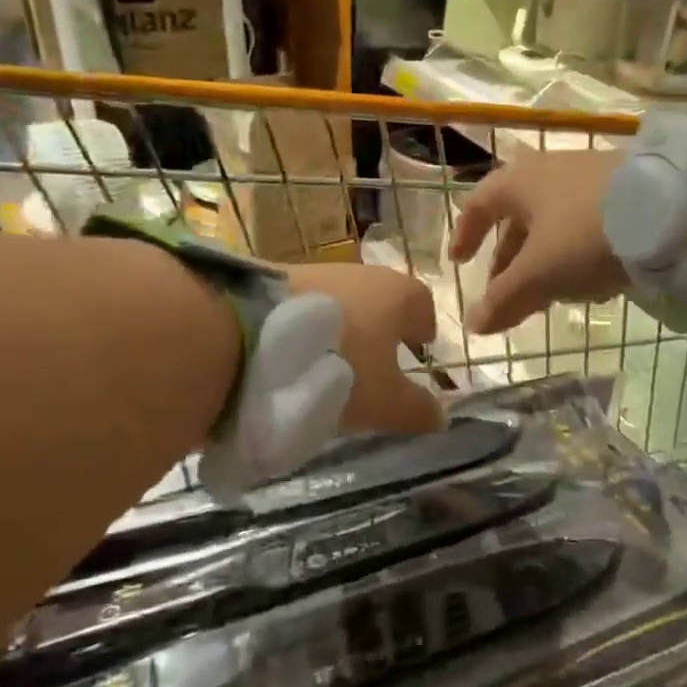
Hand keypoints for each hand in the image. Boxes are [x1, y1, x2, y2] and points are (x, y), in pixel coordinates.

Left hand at [286, 264, 444, 434]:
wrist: (246, 338)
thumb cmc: (337, 368)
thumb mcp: (384, 403)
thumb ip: (416, 410)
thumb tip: (440, 415)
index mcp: (397, 294)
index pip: (422, 306)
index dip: (422, 331)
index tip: (415, 354)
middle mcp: (361, 272)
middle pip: (380, 301)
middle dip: (379, 330)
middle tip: (372, 367)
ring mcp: (316, 271)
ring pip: (341, 302)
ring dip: (341, 329)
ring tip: (328, 366)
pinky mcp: (273, 278)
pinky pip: (304, 305)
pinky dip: (306, 328)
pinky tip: (292, 356)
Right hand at [448, 149, 628, 334]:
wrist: (672, 211)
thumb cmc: (584, 236)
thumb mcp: (538, 274)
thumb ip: (503, 300)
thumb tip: (473, 325)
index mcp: (518, 182)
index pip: (477, 205)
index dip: (465, 235)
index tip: (459, 262)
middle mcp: (549, 171)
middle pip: (517, 219)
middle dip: (508, 260)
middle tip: (504, 293)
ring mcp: (589, 178)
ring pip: (553, 224)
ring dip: (543, 260)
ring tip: (548, 295)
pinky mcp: (624, 191)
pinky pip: (586, 225)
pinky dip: (575, 253)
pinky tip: (592, 282)